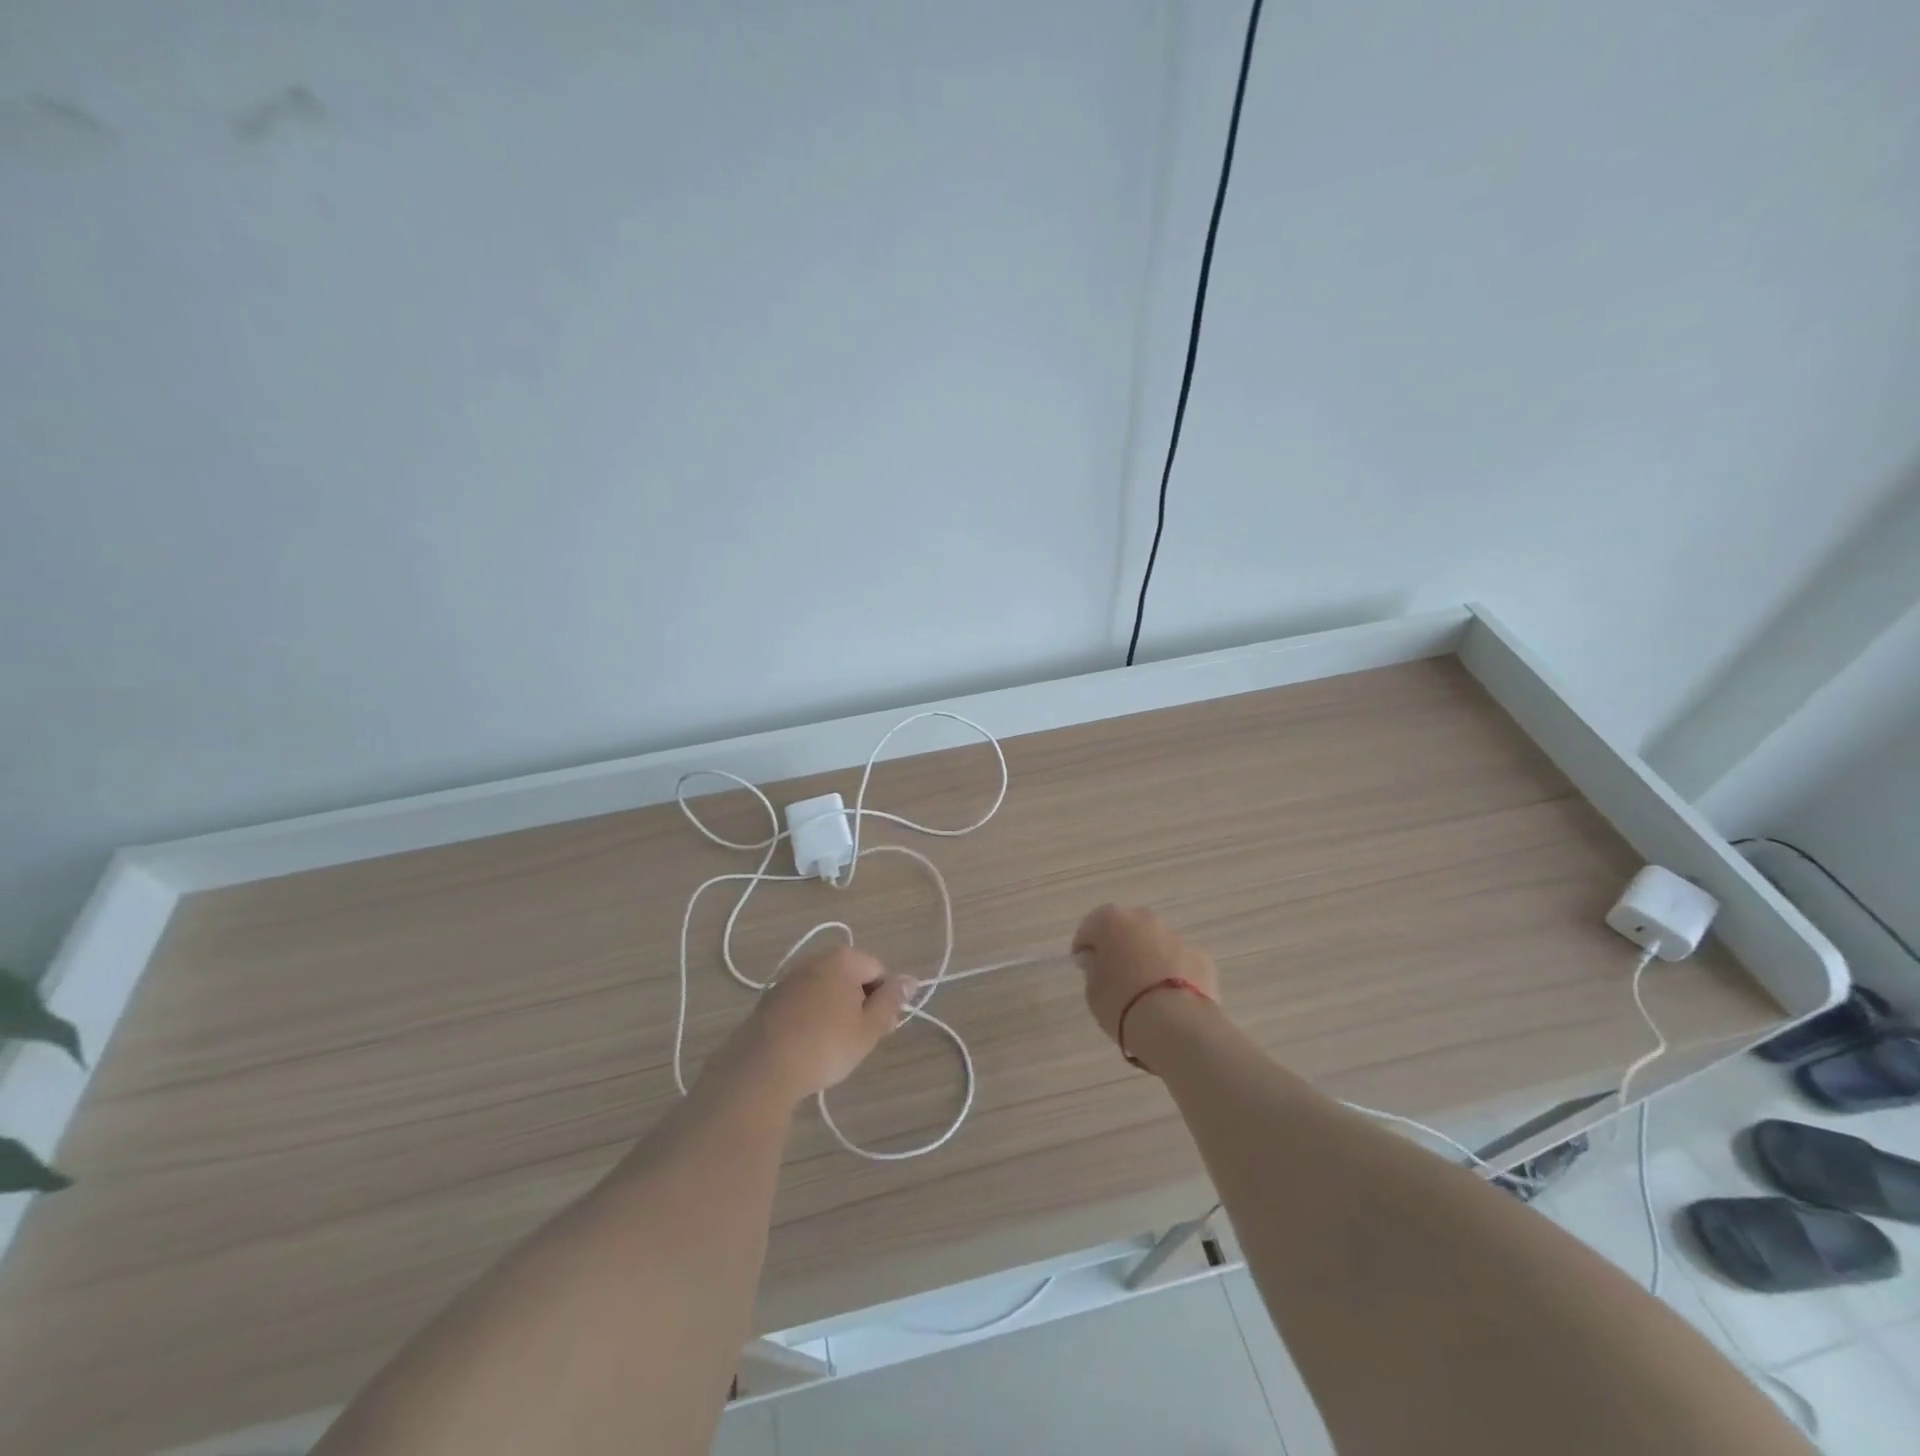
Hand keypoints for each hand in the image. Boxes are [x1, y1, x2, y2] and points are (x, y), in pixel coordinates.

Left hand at [719, 946, 918, 1105]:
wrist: (762, 1068)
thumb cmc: (825, 1046)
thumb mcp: (869, 1028)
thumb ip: (892, 1001)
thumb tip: (911, 979)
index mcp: (843, 958)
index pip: (879, 971)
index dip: (886, 1000)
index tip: (881, 1029)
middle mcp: (815, 958)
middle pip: (852, 977)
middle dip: (861, 1004)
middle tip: (860, 1040)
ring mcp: (790, 977)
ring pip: (828, 990)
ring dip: (837, 1011)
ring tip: (834, 1047)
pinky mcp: (771, 998)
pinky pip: (805, 1001)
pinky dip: (813, 1017)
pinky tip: (809, 1045)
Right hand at [1071, 904, 1219, 1045]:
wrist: (1176, 1025)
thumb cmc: (1122, 1003)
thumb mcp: (1092, 990)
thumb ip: (1093, 968)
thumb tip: (1096, 959)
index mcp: (1112, 921)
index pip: (1091, 927)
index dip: (1085, 947)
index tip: (1084, 968)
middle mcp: (1145, 919)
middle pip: (1127, 928)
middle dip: (1120, 947)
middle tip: (1115, 976)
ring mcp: (1177, 936)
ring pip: (1156, 943)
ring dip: (1149, 958)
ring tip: (1145, 990)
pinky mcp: (1202, 957)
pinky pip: (1180, 961)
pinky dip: (1175, 973)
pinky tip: (1171, 998)